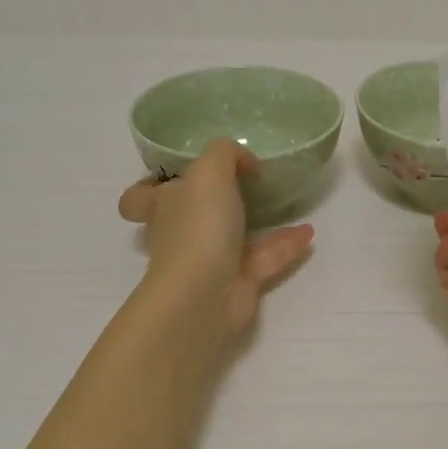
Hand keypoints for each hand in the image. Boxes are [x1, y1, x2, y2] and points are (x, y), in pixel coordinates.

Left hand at [119, 139, 314, 337]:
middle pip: (190, 215)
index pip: (139, 198)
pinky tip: (308, 232)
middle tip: (244, 182)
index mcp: (163, 206)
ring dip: (259, 219)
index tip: (180, 174)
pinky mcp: (238, 281)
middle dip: (213, 201)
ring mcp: (209, 259)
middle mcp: (182, 233)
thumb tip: (245, 161)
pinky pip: (265, 257)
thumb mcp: (209, 171)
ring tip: (287, 201)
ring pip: (233, 235)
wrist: (205, 295)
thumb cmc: (198, 227)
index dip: (152, 186)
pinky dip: (286, 245)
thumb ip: (225, 153)